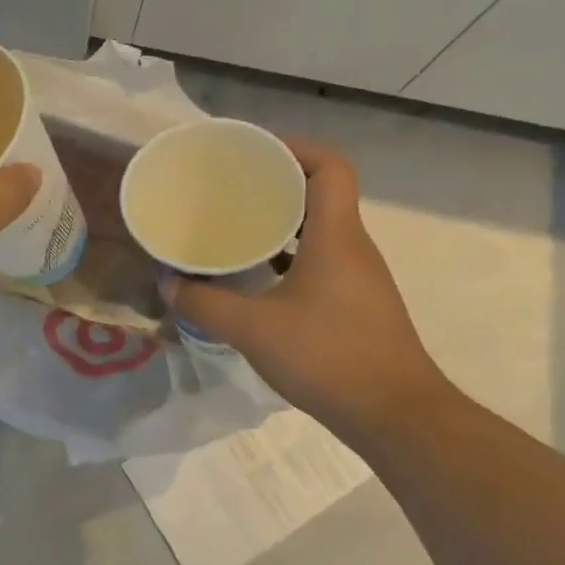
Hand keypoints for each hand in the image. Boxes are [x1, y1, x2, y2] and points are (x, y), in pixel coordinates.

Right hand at [165, 137, 453, 435]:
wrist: (396, 417)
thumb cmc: (328, 357)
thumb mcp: (253, 330)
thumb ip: (205, 304)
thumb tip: (168, 283)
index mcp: (336, 235)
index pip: (330, 166)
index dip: (295, 148)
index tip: (254, 152)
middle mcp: (353, 246)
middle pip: (321, 192)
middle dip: (278, 182)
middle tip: (233, 186)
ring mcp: (359, 276)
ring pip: (321, 228)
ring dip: (283, 220)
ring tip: (238, 225)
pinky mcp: (358, 303)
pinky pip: (322, 259)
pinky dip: (292, 255)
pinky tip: (260, 276)